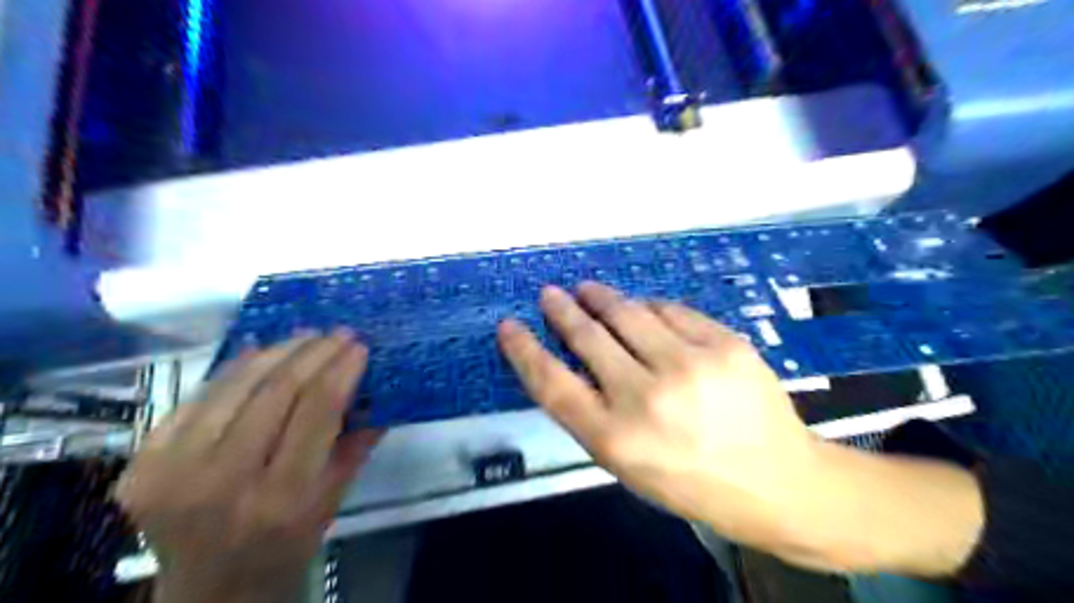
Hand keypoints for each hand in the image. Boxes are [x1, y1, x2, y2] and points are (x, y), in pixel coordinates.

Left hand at [114, 333, 378, 601]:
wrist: (209, 590)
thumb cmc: (285, 547)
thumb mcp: (333, 501)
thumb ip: (357, 443)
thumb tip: (379, 390)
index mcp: (283, 499)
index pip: (316, 411)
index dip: (340, 369)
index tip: (359, 346)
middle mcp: (225, 482)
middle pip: (275, 392)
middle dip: (312, 352)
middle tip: (337, 332)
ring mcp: (173, 472)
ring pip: (233, 387)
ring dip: (276, 352)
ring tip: (304, 336)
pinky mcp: (141, 464)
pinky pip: (196, 399)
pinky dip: (232, 370)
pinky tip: (258, 352)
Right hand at [497, 283, 824, 550]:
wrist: (777, 481)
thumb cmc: (690, 481)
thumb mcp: (628, 465)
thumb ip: (593, 414)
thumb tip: (569, 359)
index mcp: (616, 438)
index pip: (552, 384)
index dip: (524, 351)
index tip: (509, 326)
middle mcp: (647, 397)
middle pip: (588, 337)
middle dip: (562, 311)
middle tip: (550, 295)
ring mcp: (690, 365)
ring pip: (629, 313)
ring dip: (601, 299)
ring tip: (588, 291)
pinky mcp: (725, 344)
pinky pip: (671, 311)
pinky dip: (650, 307)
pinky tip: (643, 309)